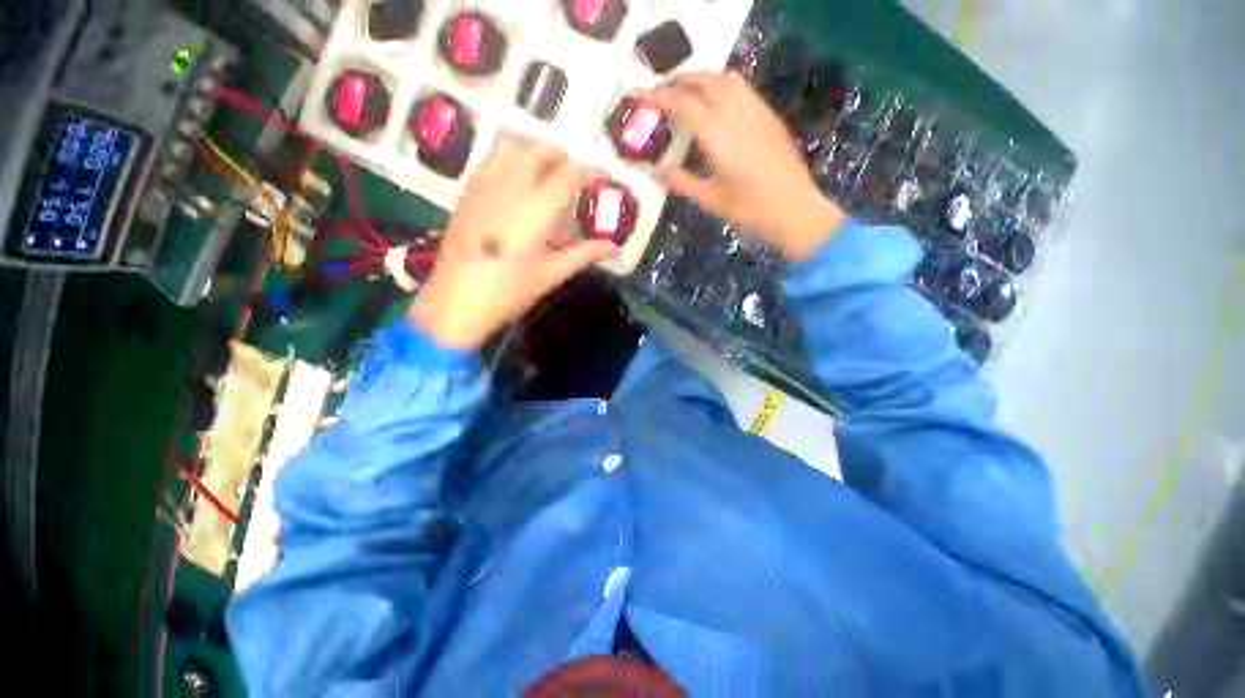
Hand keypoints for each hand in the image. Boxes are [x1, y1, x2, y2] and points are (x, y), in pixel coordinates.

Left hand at [409, 147, 616, 349]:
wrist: (456, 302)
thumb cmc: (510, 291)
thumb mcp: (552, 274)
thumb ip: (584, 254)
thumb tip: (613, 247)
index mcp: (536, 211)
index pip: (568, 176)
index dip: (589, 171)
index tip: (603, 175)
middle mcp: (509, 190)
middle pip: (536, 153)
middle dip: (560, 157)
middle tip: (574, 173)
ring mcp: (483, 189)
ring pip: (511, 153)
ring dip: (533, 155)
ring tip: (546, 173)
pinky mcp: (466, 196)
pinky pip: (490, 164)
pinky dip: (509, 162)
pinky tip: (514, 180)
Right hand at [647, 72, 844, 260]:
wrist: (793, 208)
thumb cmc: (749, 209)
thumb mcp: (710, 200)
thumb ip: (683, 182)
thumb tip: (660, 171)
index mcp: (717, 135)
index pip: (684, 104)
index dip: (662, 98)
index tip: (646, 100)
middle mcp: (736, 113)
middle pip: (704, 81)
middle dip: (680, 81)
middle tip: (662, 91)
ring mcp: (756, 110)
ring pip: (725, 79)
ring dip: (702, 78)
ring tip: (687, 90)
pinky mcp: (768, 115)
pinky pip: (742, 88)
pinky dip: (722, 84)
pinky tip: (717, 100)